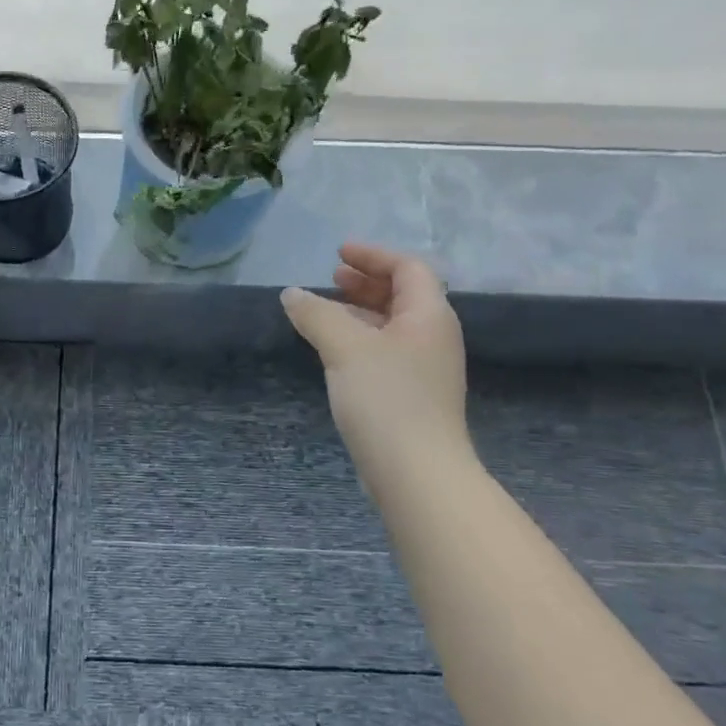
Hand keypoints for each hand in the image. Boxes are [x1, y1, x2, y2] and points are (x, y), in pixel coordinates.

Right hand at [281, 244, 470, 472]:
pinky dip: (360, 338)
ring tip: (324, 310)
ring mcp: (424, 368)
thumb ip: (316, 314)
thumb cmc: (386, 399)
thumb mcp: (345, 347)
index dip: (373, 255)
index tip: (338, 253)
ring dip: (360, 310)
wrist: (416, 472)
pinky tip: (334, 350)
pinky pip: (385, 350)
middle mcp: (433, 336)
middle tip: (331, 276)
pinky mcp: (411, 395)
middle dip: (366, 281)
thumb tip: (292, 294)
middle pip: (403, 294)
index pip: (408, 268)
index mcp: (429, 315)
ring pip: (392, 324)